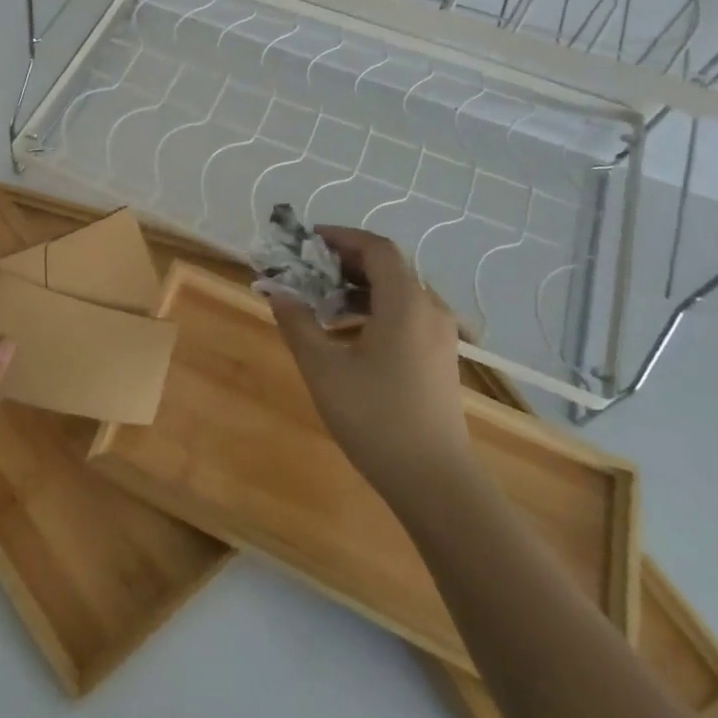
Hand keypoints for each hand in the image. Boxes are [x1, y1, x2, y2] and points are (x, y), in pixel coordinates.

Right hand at [268, 227, 471, 506]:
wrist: (433, 479)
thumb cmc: (374, 416)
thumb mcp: (322, 367)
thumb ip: (297, 322)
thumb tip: (277, 291)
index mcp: (406, 303)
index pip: (377, 248)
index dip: (341, 237)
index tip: (306, 241)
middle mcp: (430, 310)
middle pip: (389, 267)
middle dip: (345, 262)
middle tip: (306, 270)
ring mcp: (440, 336)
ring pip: (398, 292)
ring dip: (358, 287)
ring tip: (320, 302)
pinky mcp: (439, 358)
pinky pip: (405, 315)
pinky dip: (373, 309)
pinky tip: (346, 334)